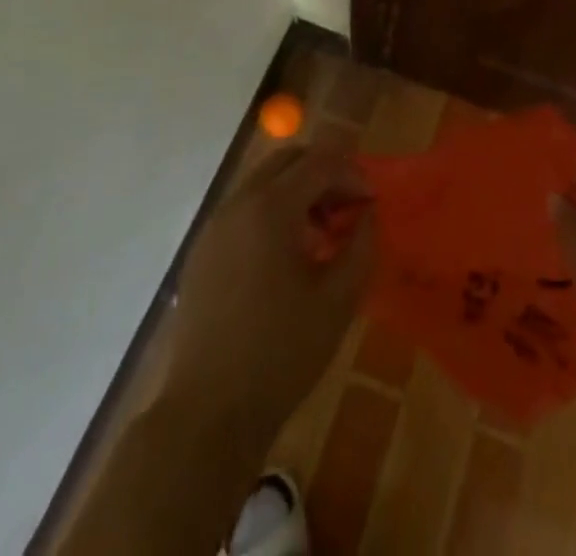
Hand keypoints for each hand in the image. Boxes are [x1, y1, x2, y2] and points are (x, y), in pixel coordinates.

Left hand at [163, 145, 375, 442]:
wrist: (207, 414)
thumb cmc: (280, 353)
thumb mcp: (339, 299)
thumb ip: (361, 244)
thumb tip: (368, 213)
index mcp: (271, 208)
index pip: (320, 162)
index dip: (353, 174)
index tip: (373, 202)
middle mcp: (238, 204)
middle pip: (288, 160)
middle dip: (325, 173)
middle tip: (349, 207)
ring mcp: (215, 227)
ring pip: (264, 182)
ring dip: (298, 192)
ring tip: (322, 234)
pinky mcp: (202, 253)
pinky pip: (245, 209)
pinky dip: (273, 212)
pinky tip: (288, 256)